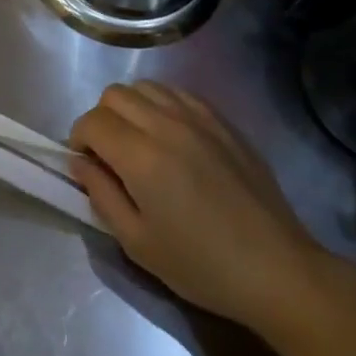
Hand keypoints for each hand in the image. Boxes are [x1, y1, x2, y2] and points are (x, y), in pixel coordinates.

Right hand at [70, 81, 326, 328]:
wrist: (276, 268)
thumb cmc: (201, 265)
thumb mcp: (138, 243)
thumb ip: (101, 195)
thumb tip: (80, 162)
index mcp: (142, 156)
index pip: (92, 122)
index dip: (79, 139)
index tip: (85, 164)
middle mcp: (166, 124)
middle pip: (115, 94)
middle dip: (101, 119)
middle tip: (109, 154)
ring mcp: (198, 117)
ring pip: (146, 87)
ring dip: (131, 108)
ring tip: (139, 142)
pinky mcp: (222, 120)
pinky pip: (178, 94)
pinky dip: (161, 105)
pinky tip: (171, 138)